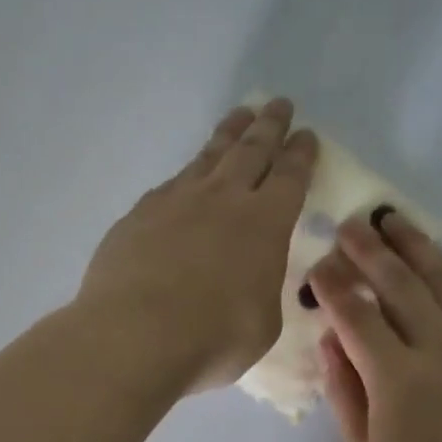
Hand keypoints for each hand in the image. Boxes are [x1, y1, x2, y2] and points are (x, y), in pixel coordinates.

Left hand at [76, 99, 317, 393]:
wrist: (134, 335)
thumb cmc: (213, 337)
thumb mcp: (262, 323)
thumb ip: (262, 290)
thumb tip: (251, 279)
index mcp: (265, 223)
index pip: (290, 176)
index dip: (301, 154)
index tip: (307, 135)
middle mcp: (222, 199)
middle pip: (251, 150)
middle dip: (269, 126)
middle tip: (278, 104)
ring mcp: (175, 201)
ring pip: (208, 157)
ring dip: (228, 134)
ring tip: (239, 117)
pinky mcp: (138, 215)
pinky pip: (170, 185)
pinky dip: (187, 175)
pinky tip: (185, 179)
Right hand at [308, 210, 441, 441]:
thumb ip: (345, 396)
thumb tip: (329, 342)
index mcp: (397, 379)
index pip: (356, 316)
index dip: (333, 286)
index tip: (317, 265)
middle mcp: (441, 348)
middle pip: (400, 284)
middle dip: (369, 250)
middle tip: (350, 224)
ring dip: (417, 246)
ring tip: (393, 220)